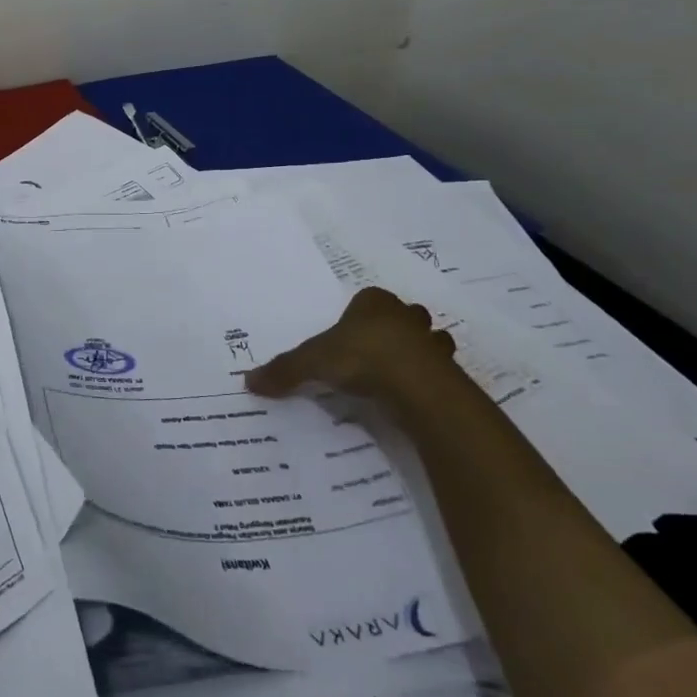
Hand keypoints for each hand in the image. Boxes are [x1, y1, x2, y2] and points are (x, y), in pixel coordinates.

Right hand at [247, 286, 459, 416]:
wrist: (416, 385)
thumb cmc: (361, 357)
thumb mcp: (312, 362)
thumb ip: (284, 370)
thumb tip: (247, 381)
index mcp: (374, 302)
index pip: (368, 299)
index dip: (360, 315)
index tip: (351, 334)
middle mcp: (406, 315)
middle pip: (403, 317)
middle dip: (395, 329)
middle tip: (376, 352)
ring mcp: (431, 343)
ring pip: (428, 342)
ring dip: (418, 354)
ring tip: (398, 375)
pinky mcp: (448, 372)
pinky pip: (438, 373)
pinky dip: (428, 381)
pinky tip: (412, 397)